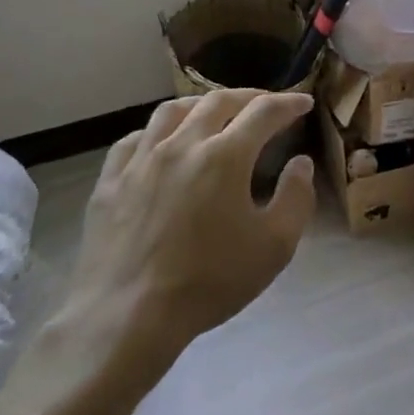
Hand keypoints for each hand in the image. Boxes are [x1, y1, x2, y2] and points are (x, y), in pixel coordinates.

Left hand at [53, 90, 316, 382]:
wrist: (126, 317)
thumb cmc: (208, 282)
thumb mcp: (274, 247)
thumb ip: (296, 198)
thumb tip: (300, 163)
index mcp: (225, 156)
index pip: (264, 112)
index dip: (288, 103)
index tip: (304, 103)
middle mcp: (182, 144)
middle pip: (218, 101)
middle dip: (249, 97)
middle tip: (265, 104)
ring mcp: (140, 160)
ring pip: (172, 111)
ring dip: (201, 105)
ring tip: (214, 112)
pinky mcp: (110, 181)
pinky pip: (134, 139)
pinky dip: (157, 131)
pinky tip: (162, 143)